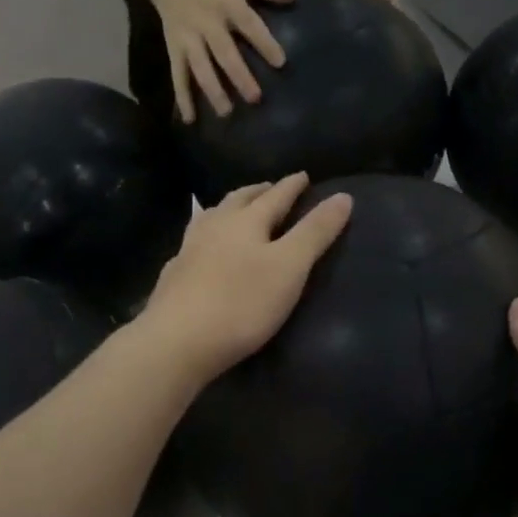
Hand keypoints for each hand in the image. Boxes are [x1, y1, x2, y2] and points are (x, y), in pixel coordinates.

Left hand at [139, 174, 352, 382]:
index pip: (275, 196)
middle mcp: (215, 226)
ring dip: (229, 209)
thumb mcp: (290, 267)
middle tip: (271, 188)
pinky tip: (204, 250)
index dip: (292, 186)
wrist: (176, 341)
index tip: (303, 175)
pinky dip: (207, 237)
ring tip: (237, 211)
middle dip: (258, 192)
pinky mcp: (173, 275)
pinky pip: (194, 243)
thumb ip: (316, 232)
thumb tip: (343, 196)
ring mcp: (189, 250)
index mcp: (246, 221)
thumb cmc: (241, 302)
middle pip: (239, 200)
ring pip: (212, 218)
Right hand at [149, 0, 296, 122]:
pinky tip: (190, 119)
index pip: (248, 24)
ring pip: (200, 68)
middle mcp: (207, 23)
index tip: (280, 62)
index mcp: (227, 4)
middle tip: (255, 98)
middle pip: (224, 52)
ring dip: (212, 90)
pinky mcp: (174, 50)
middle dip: (238, 75)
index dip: (264, 42)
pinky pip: (178, 75)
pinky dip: (182, 97)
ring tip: (226, 112)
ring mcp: (189, 39)